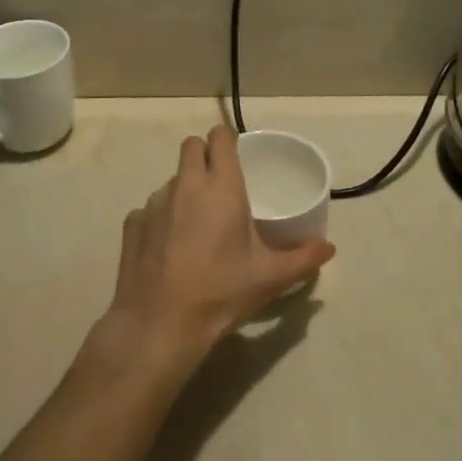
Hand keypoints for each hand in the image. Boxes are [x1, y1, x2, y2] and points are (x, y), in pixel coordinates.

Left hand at [102, 125, 334, 361]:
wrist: (160, 323)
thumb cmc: (220, 292)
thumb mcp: (270, 278)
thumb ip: (303, 259)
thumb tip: (329, 248)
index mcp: (220, 186)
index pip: (220, 137)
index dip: (228, 140)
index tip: (237, 156)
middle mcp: (185, 184)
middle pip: (191, 146)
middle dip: (204, 156)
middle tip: (219, 186)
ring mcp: (154, 202)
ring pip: (171, 180)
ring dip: (184, 191)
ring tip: (196, 226)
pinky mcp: (132, 223)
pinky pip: (149, 209)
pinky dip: (161, 220)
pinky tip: (168, 249)